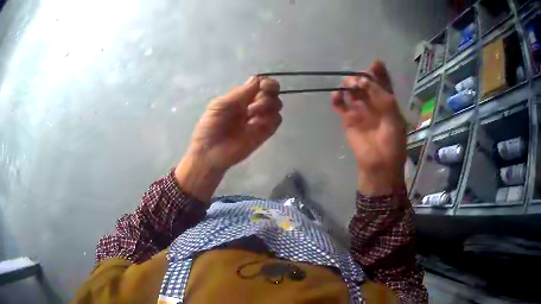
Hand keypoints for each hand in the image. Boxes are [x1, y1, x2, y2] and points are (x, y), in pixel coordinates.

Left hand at [188, 76, 281, 169]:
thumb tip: (258, 79)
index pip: (260, 84)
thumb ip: (240, 93)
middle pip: (272, 93)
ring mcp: (259, 120)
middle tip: (260, 96)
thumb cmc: (210, 127)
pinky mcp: (264, 133)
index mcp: (241, 98)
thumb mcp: (220, 105)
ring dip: (268, 104)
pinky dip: (271, 118)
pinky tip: (256, 122)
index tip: (264, 85)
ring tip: (252, 112)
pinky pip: (277, 120)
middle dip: (270, 91)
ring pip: (276, 105)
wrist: (210, 152)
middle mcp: (252, 106)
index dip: (266, 82)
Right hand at [331, 61, 405, 195]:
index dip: (379, 71)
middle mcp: (374, 102)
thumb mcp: (393, 117)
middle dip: (362, 77)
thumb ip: (381, 96)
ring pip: (352, 90)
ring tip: (349, 88)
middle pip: (366, 82)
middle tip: (360, 80)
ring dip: (349, 84)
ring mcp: (360, 109)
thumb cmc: (392, 142)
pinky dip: (337, 98)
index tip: (375, 63)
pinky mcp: (348, 118)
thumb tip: (363, 80)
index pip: (383, 82)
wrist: (379, 164)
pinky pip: (340, 104)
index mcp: (388, 102)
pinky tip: (337, 96)